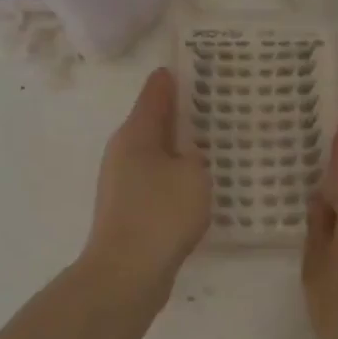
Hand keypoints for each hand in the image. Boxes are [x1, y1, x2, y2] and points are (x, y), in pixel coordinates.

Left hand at [80, 68, 211, 301]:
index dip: (175, 77)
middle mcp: (123, 151)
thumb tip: (186, 152)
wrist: (126, 273)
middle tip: (216, 104)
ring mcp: (122, 181)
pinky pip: (156, 180)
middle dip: (182, 113)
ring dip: (179, 147)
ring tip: (213, 144)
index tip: (197, 65)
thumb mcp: (192, 174)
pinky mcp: (128, 208)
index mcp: (136, 133)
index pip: (156, 92)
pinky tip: (198, 185)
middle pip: (154, 121)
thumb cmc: (161, 214)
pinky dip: (175, 175)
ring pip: (156, 152)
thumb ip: (195, 155)